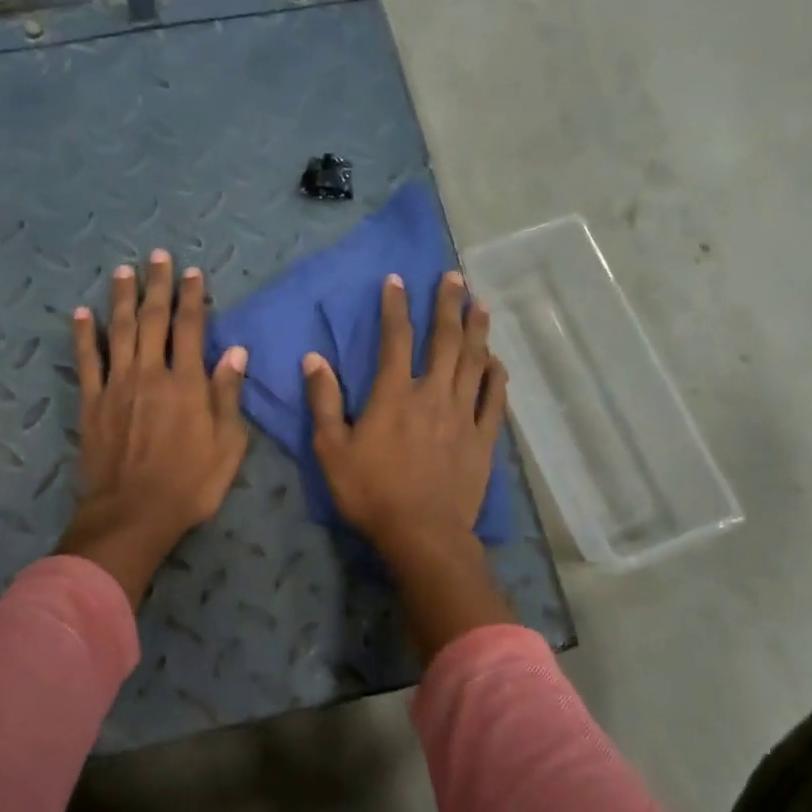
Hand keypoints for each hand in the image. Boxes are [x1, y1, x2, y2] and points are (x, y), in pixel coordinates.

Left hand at [57, 250, 248, 606]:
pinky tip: (81, 313)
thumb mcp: (228, 446)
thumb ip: (228, 395)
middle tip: (158, 256)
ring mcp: (117, 385)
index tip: (192, 273)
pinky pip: (87, 360)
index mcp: (188, 383)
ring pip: (119, 330)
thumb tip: (236, 351)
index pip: (191, 328)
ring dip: (122, 298)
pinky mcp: (91, 402)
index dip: (192, 298)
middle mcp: (151, 373)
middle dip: (157, 286)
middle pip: (153, 319)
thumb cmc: (190, 485)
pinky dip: (83, 334)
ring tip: (124, 271)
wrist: (133, 513)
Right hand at [304, 271, 514, 660]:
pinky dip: (496, 377)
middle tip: (454, 278)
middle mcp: (432, 394)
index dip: (396, 307)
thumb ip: (323, 403)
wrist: (422, 533)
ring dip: (477, 331)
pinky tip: (497, 361)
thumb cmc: (370, 493)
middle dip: (448, 305)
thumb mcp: (331, 450)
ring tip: (480, 304)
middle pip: (445, 341)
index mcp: (393, 395)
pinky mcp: (482, 439)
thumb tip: (314, 360)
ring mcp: (462, 416)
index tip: (397, 280)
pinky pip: (494, 400)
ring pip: (474, 362)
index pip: (395, 339)